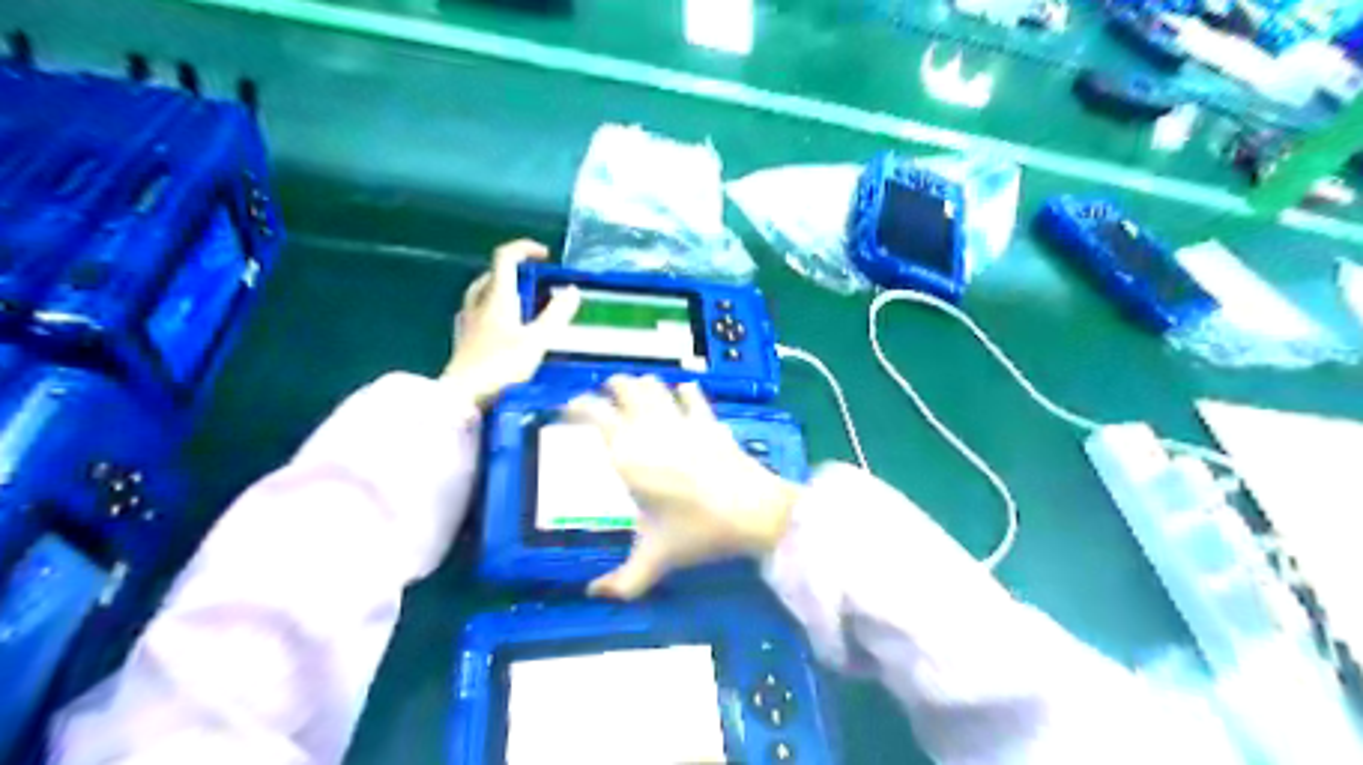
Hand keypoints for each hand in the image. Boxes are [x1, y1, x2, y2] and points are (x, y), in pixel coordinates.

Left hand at [444, 238, 579, 404]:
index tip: (545, 256)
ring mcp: (468, 321)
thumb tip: (572, 291)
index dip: (524, 249)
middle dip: (515, 271)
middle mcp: (479, 303)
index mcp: (497, 297)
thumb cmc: (501, 366)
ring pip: (483, 292)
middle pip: (492, 274)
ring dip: (503, 290)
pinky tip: (503, 327)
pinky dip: (494, 309)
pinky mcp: (463, 339)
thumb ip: (555, 315)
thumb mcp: (537, 341)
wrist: (462, 397)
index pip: (505, 257)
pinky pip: (478, 312)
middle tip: (537, 283)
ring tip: (524, 303)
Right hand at [563, 372, 801, 599]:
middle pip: (623, 389)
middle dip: (610, 388)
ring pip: (654, 386)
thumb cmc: (697, 531)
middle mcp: (650, 428)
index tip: (567, 409)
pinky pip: (693, 396)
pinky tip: (683, 391)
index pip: (592, 414)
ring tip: (635, 391)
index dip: (576, 406)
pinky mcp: (710, 421)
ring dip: (641, 385)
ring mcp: (682, 420)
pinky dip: (684, 391)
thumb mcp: (656, 558)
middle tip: (603, 396)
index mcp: (627, 454)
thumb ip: (623, 581)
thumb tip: (594, 596)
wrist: (753, 511)